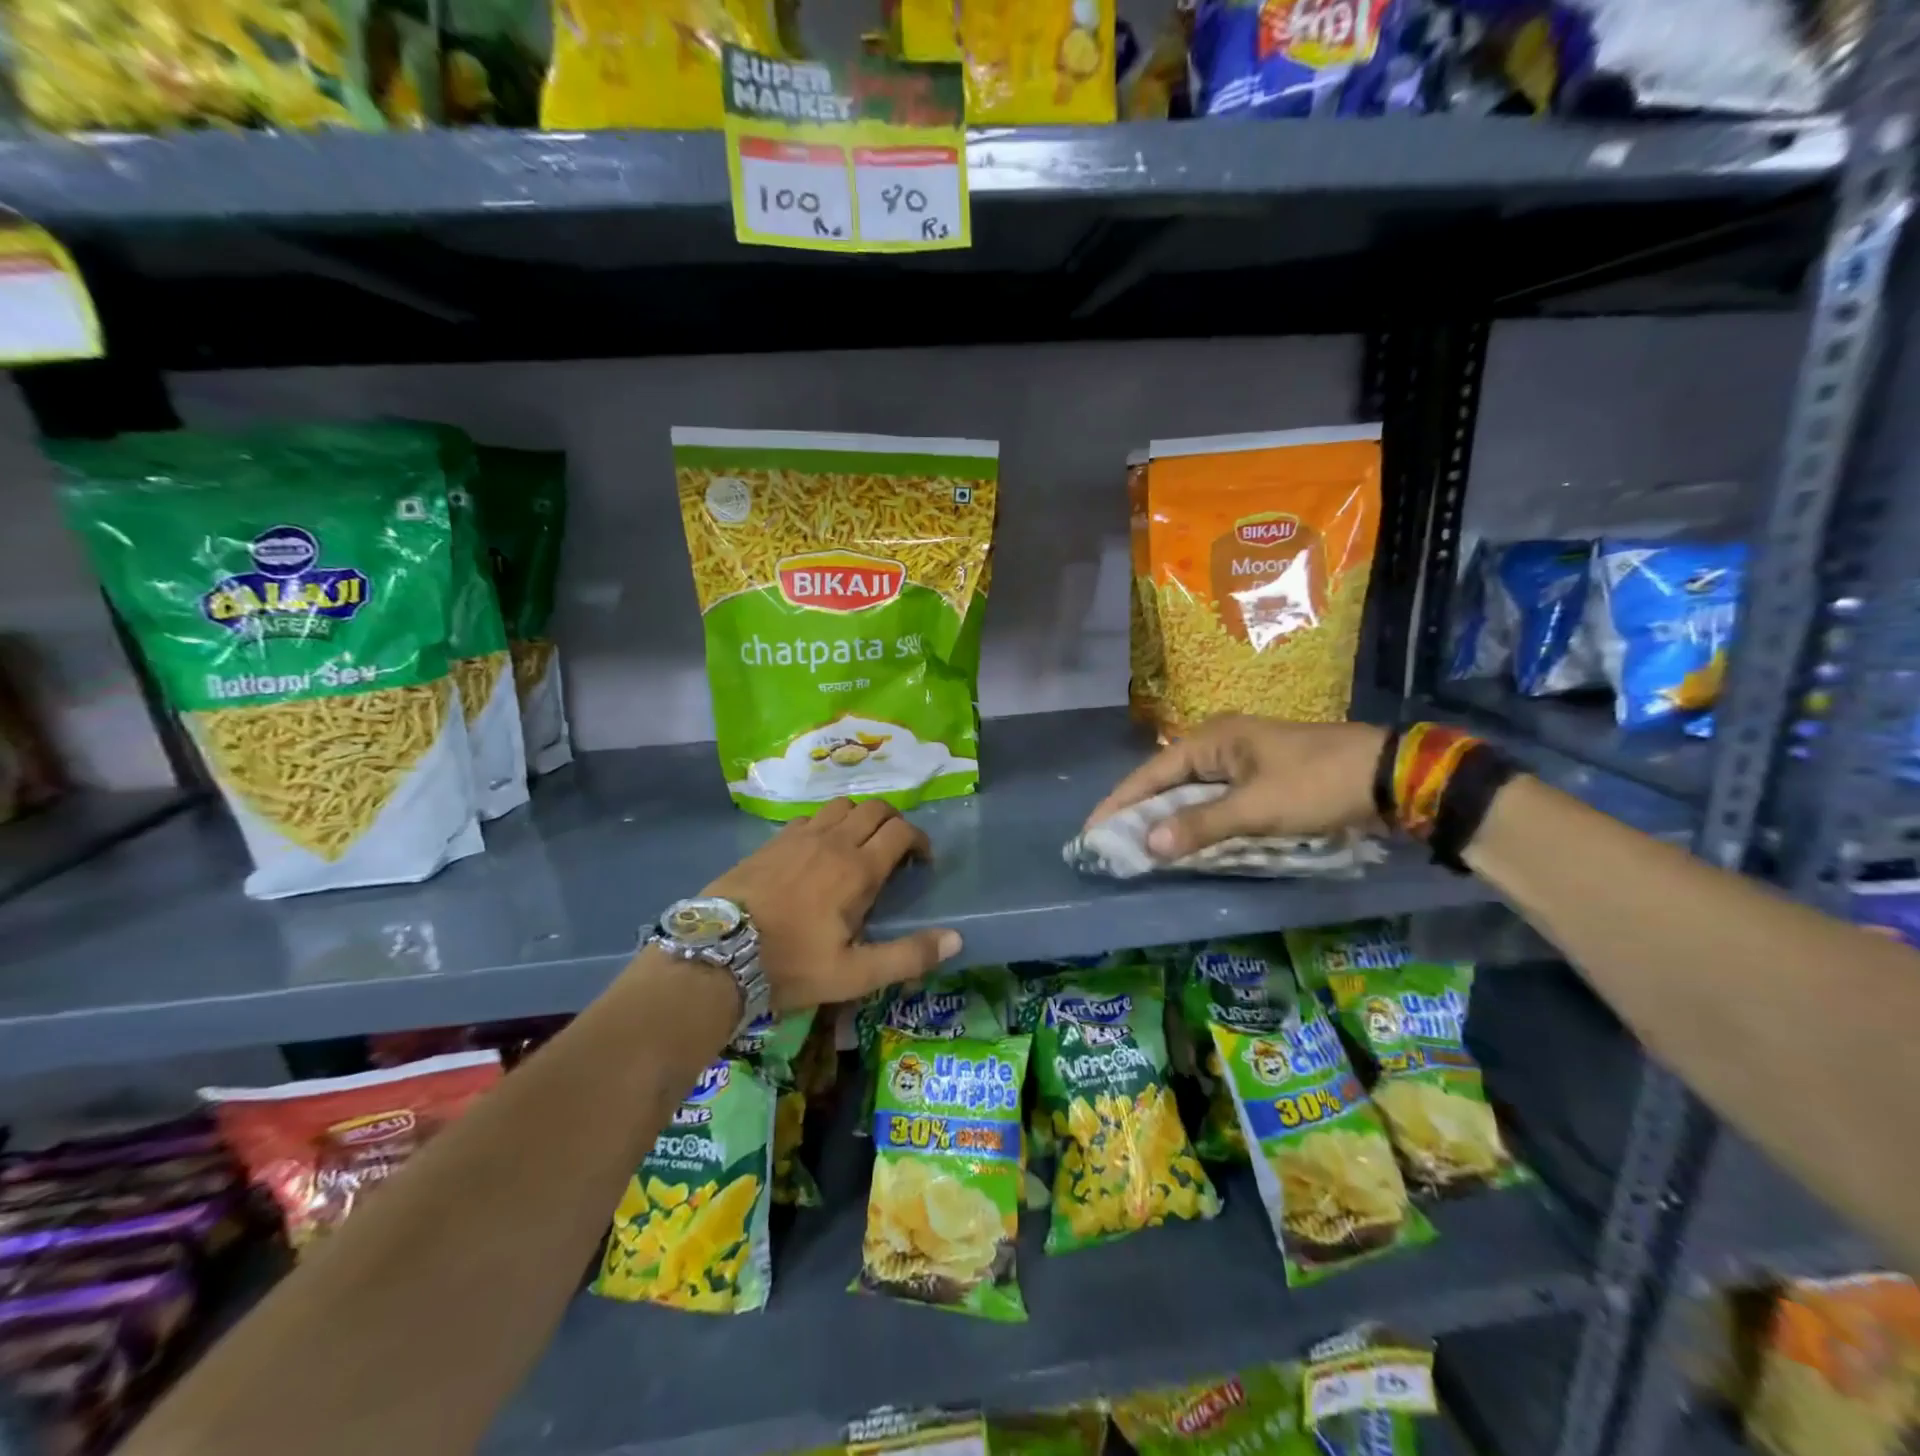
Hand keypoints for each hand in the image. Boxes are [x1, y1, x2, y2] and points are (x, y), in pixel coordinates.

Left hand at [703, 797, 960, 1010]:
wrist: (718, 953)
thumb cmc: (791, 965)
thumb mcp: (854, 974)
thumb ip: (908, 956)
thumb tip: (955, 938)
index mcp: (858, 869)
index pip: (901, 831)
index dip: (920, 840)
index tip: (921, 862)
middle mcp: (834, 841)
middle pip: (875, 808)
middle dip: (894, 823)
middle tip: (895, 851)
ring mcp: (800, 836)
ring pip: (842, 805)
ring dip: (859, 818)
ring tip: (858, 846)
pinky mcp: (773, 840)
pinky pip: (810, 817)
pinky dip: (826, 825)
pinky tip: (818, 851)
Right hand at [1085, 716, 1387, 861]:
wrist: (1389, 776)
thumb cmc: (1316, 784)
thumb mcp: (1257, 808)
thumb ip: (1201, 826)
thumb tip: (1148, 844)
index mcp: (1212, 739)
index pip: (1151, 773)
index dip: (1120, 802)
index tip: (1092, 829)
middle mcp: (1220, 744)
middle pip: (1167, 781)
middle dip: (1140, 812)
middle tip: (1111, 843)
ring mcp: (1242, 761)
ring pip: (1191, 793)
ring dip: (1169, 819)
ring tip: (1139, 847)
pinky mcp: (1260, 779)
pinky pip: (1215, 801)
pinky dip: (1198, 821)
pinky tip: (1185, 842)